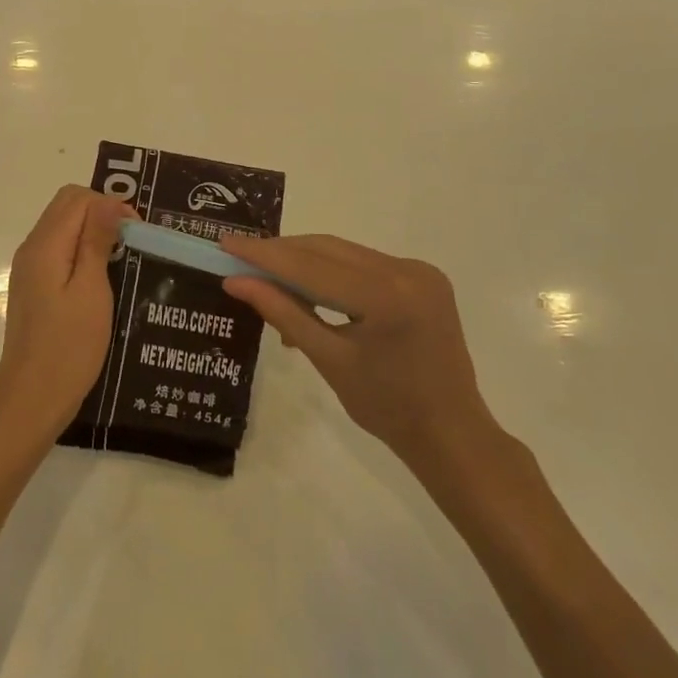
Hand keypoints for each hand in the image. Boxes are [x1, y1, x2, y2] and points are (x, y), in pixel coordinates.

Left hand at [0, 186, 135, 443]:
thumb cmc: (68, 347)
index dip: (110, 204)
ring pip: (62, 226)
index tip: (137, 232)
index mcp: (45, 245)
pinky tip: (101, 276)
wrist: (31, 399)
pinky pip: (58, 249)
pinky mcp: (32, 286)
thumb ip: (96, 241)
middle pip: (66, 206)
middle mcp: (31, 248)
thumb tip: (108, 200)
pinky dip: (81, 249)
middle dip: (101, 212)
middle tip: (131, 240)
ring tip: (121, 256)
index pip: (77, 198)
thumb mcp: (91, 291)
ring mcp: (29, 268)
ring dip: (92, 230)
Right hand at [219, 234, 499, 475]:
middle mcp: (406, 271)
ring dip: (304, 261)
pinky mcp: (423, 276)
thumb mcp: (327, 359)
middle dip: (281, 253)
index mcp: (386, 296)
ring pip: (343, 252)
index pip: (310, 266)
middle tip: (238, 257)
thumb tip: (235, 282)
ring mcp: (419, 270)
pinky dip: (331, 271)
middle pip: (327, 250)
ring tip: (266, 275)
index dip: (264, 255)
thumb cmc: (386, 408)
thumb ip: (282, 312)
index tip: (226, 243)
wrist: (452, 434)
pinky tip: (308, 287)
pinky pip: (363, 263)